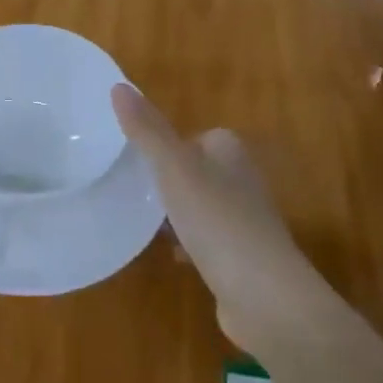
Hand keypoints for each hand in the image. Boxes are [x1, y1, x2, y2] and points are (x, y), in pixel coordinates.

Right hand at [112, 83, 342, 353]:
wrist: (265, 296)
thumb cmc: (217, 221)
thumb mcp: (174, 169)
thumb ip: (146, 131)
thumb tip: (118, 86)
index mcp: (230, 151)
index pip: (196, 137)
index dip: (169, 147)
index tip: (140, 163)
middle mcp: (243, 180)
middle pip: (197, 171)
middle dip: (169, 183)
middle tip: (137, 193)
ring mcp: (245, 221)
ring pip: (201, 206)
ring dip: (177, 215)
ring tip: (148, 224)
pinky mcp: (242, 258)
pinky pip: (208, 241)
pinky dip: (190, 245)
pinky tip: (174, 257)